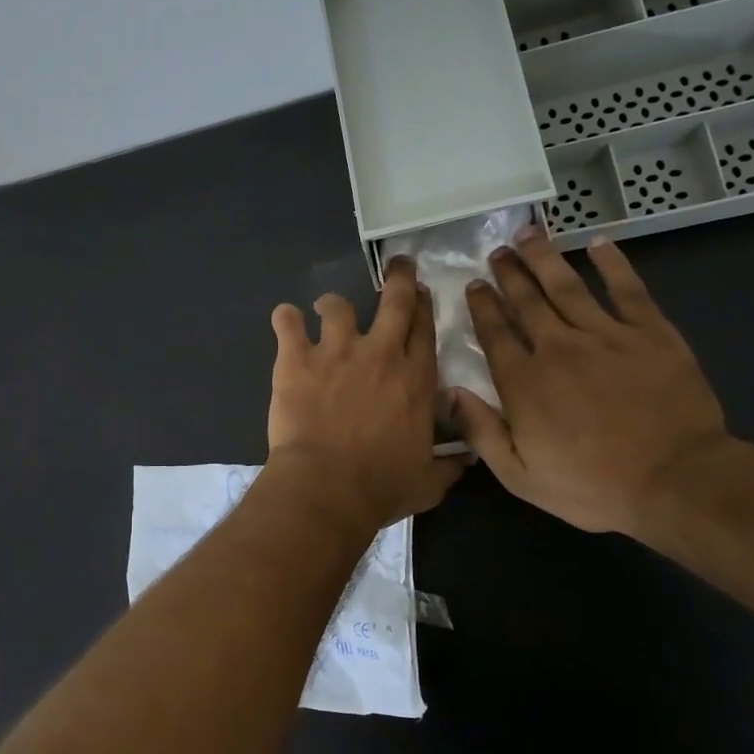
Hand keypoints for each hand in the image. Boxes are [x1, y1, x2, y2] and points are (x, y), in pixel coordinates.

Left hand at [267, 256, 466, 530]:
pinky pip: (288, 322)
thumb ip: (449, 465)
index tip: (421, 293)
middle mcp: (381, 354)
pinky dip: (286, 318)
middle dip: (398, 277)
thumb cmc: (381, 487)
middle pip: (394, 300)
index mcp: (416, 379)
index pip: (425, 328)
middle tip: (397, 265)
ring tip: (325, 307)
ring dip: (333, 303)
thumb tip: (467, 458)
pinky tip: (285, 320)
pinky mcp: (297, 359)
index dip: (423, 306)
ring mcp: (337, 351)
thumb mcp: (429, 482)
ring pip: (337, 305)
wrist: (327, 487)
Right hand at [449, 226, 729, 535]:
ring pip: (567, 287)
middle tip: (497, 252)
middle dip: (508, 274)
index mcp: (523, 382)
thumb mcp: (520, 476)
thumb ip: (480, 432)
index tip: (473, 285)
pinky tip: (599, 244)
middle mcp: (558, 348)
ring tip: (530, 235)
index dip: (482, 306)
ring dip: (545, 258)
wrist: (677, 481)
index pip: (495, 333)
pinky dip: (613, 264)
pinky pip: (627, 289)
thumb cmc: (592, 486)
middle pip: (526, 301)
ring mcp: (606, 336)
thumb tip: (448, 393)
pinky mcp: (651, 334)